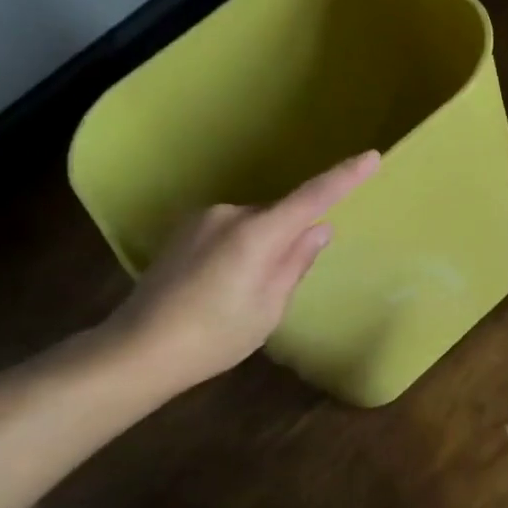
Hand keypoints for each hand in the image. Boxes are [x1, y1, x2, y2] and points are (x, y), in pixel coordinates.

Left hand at [93, 151, 380, 397]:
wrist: (137, 350)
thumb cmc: (213, 336)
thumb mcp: (268, 308)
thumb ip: (295, 263)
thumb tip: (318, 228)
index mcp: (256, 233)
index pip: (311, 197)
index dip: (343, 177)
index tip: (371, 157)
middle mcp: (229, 214)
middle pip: (278, 217)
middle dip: (287, 241)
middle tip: (274, 290)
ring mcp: (202, 220)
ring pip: (252, 226)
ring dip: (259, 249)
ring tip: (237, 296)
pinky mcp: (183, 231)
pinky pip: (229, 232)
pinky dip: (237, 252)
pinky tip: (216, 288)